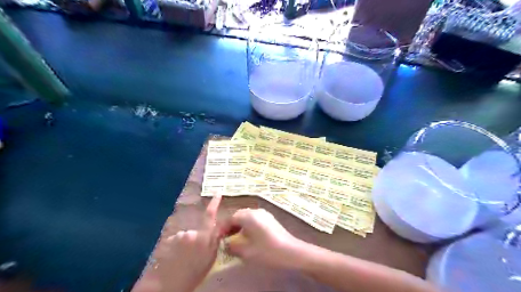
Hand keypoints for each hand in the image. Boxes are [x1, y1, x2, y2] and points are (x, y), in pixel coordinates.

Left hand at [134, 194, 221, 291]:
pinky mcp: (168, 239)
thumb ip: (214, 240)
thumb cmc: (194, 273)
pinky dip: (177, 247)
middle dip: (198, 238)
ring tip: (184, 259)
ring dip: (187, 244)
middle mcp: (192, 232)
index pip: (210, 215)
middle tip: (195, 254)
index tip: (217, 193)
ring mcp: (179, 236)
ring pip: (186, 235)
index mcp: (205, 237)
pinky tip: (175, 258)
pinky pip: (176, 240)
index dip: (214, 203)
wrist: (169, 285)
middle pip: (197, 230)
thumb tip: (218, 229)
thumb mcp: (210, 258)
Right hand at [222, 208, 305, 269]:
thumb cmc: (266, 250)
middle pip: (238, 216)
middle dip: (231, 226)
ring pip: (247, 217)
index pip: (230, 218)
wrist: (291, 251)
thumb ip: (232, 246)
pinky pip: (255, 219)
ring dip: (239, 226)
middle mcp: (255, 211)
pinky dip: (248, 226)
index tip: (218, 238)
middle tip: (226, 238)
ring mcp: (264, 214)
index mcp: (248, 216)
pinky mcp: (270, 219)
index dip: (222, 228)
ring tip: (236, 238)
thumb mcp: (246, 251)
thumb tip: (226, 244)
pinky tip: (249, 237)